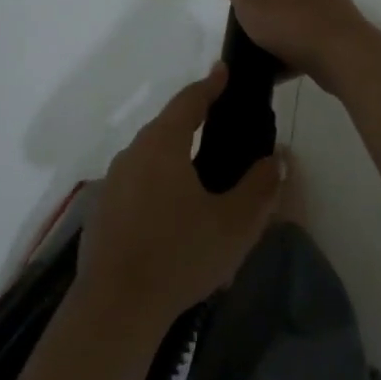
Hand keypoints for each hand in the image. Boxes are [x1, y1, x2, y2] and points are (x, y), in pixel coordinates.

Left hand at [77, 63, 282, 332]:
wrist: (116, 308)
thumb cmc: (180, 255)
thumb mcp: (235, 224)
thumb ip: (260, 186)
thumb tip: (277, 158)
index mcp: (162, 145)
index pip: (189, 101)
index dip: (210, 85)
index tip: (224, 71)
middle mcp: (132, 154)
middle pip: (166, 125)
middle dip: (193, 119)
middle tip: (221, 122)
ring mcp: (112, 182)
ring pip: (150, 155)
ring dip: (175, 153)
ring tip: (202, 171)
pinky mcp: (103, 210)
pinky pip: (137, 181)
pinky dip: (158, 181)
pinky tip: (174, 210)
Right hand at [216, 0, 369, 94]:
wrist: (345, 59)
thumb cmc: (296, 22)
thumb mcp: (254, 5)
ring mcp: (329, 5)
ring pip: (298, 4)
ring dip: (280, 13)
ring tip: (255, 31)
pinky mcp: (334, 32)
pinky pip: (305, 35)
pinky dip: (289, 47)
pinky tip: (273, 68)